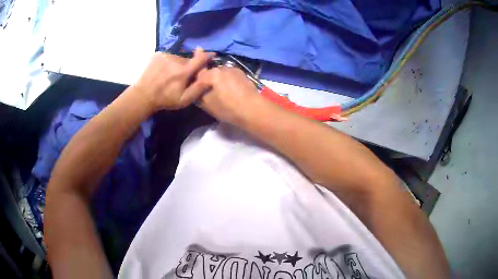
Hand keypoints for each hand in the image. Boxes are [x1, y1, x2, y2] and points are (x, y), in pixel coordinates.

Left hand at [133, 48, 213, 110]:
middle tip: (182, 77)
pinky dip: (169, 62)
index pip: (200, 58)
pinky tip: (164, 70)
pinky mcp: (159, 54)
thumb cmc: (165, 99)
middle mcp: (176, 59)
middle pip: (188, 60)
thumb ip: (198, 89)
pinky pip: (169, 56)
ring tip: (171, 75)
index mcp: (184, 71)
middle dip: (189, 66)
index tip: (212, 55)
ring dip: (178, 64)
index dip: (208, 55)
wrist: (143, 95)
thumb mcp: (183, 100)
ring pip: (178, 58)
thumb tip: (211, 79)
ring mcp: (166, 55)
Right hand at [191, 66, 261, 124]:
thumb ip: (198, 95)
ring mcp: (235, 70)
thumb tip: (197, 91)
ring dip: (218, 81)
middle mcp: (223, 68)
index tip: (195, 92)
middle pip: (210, 73)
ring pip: (221, 74)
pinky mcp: (244, 75)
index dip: (195, 85)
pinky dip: (228, 82)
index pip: (198, 76)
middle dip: (207, 81)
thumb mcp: (207, 104)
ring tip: (220, 93)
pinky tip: (230, 92)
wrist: (253, 110)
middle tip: (206, 93)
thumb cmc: (228, 107)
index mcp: (212, 73)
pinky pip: (231, 77)